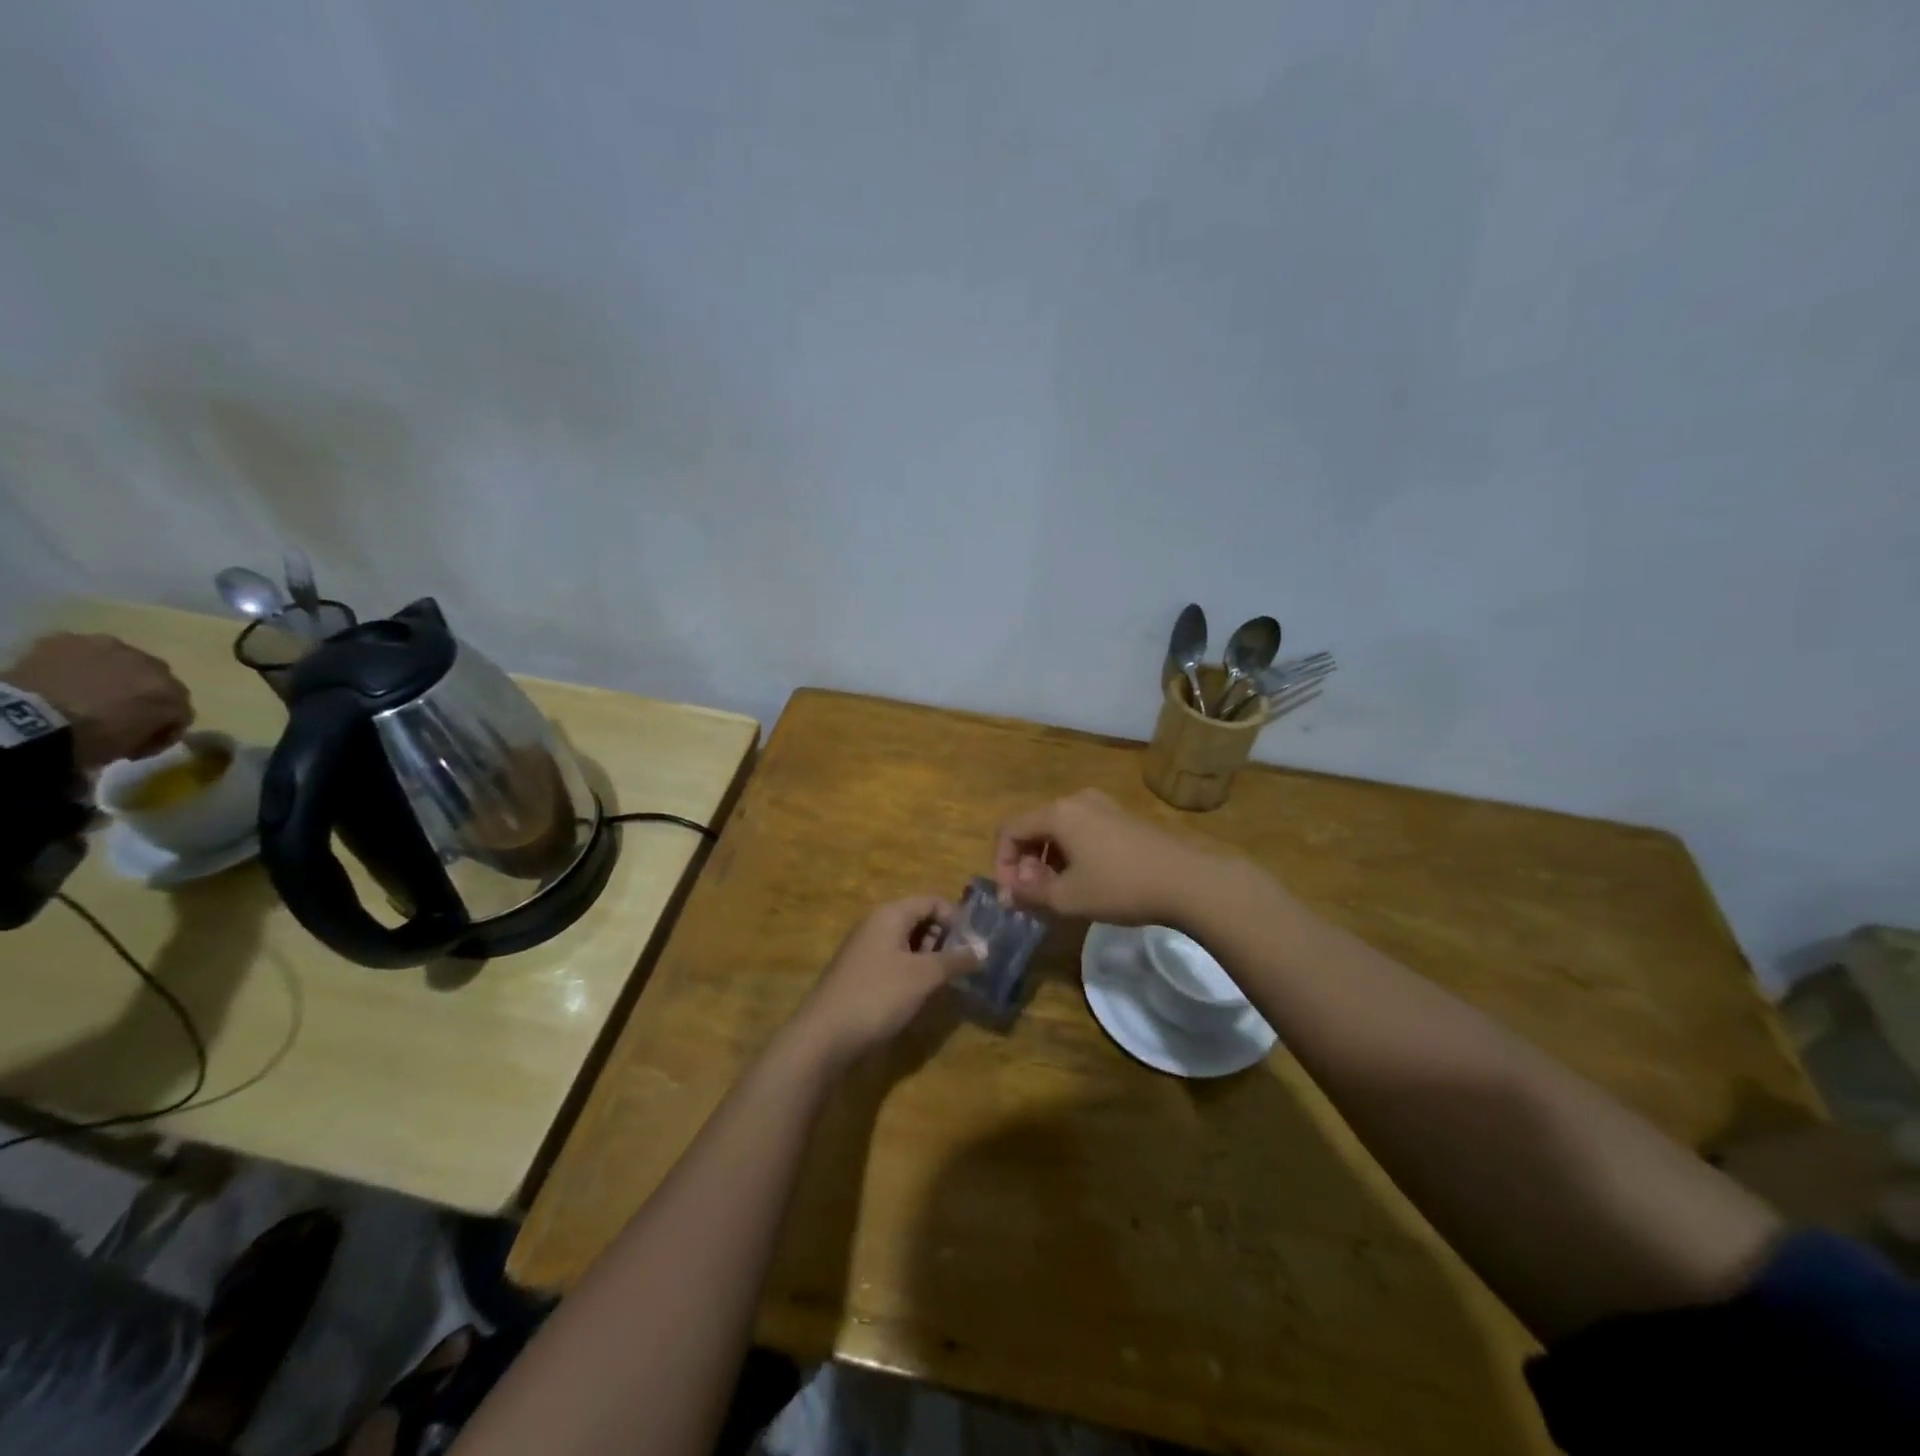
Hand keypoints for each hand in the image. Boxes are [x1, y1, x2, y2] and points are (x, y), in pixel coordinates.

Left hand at [6, 633, 193, 769]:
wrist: (29, 719)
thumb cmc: (89, 738)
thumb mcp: (135, 744)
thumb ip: (153, 727)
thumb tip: (146, 724)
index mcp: (171, 693)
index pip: (179, 708)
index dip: (163, 724)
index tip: (142, 738)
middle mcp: (152, 664)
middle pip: (156, 678)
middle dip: (142, 693)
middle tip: (117, 711)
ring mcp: (109, 647)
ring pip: (121, 659)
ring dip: (113, 674)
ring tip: (88, 691)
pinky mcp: (69, 640)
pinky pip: (80, 651)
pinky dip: (77, 664)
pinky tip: (64, 678)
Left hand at [788, 897, 982, 1067]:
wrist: (824, 1036)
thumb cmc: (878, 995)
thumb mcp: (924, 976)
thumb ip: (955, 960)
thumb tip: (983, 950)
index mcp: (890, 914)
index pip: (932, 901)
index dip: (957, 918)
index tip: (975, 945)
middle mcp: (876, 924)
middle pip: (919, 919)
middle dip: (944, 939)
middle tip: (963, 966)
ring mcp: (865, 949)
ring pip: (907, 943)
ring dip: (929, 958)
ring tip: (946, 983)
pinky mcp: (859, 974)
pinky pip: (894, 961)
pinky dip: (912, 972)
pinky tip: (920, 996)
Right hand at [993, 788, 1214, 924]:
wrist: (1187, 881)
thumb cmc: (1120, 886)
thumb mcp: (1068, 898)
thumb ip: (1030, 895)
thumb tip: (1008, 895)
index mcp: (1058, 813)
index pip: (1010, 830)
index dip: (1001, 863)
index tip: (1013, 895)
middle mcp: (1077, 800)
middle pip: (1034, 827)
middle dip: (1026, 863)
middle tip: (1035, 896)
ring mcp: (1103, 806)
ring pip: (1059, 830)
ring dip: (1049, 860)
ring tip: (1059, 893)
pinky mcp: (1123, 818)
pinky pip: (1082, 830)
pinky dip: (1072, 853)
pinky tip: (1086, 881)